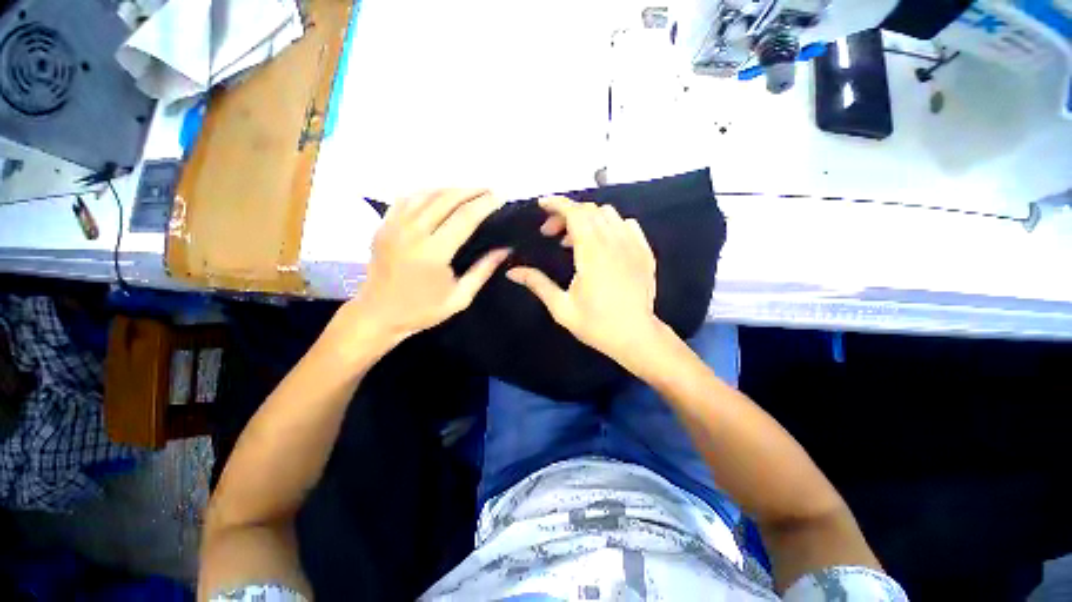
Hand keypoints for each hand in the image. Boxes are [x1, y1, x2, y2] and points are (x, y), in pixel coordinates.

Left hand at [344, 189, 508, 347]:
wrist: (377, 314)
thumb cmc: (422, 310)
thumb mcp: (460, 298)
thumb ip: (483, 271)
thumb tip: (504, 250)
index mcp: (433, 253)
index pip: (465, 217)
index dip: (485, 204)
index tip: (500, 197)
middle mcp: (412, 233)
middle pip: (446, 199)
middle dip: (471, 191)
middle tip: (489, 190)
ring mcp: (394, 226)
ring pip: (426, 194)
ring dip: (451, 189)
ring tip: (469, 191)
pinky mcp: (383, 225)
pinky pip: (407, 198)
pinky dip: (427, 192)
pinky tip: (439, 195)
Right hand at [506, 195, 661, 362]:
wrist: (635, 336)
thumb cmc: (596, 324)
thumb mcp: (561, 307)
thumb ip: (537, 284)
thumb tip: (512, 271)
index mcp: (592, 254)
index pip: (575, 213)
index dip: (557, 204)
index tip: (541, 204)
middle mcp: (614, 243)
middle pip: (589, 211)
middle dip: (566, 213)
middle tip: (551, 233)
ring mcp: (634, 245)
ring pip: (609, 214)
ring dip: (588, 219)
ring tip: (575, 240)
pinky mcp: (645, 252)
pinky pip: (628, 225)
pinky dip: (610, 225)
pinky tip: (602, 242)